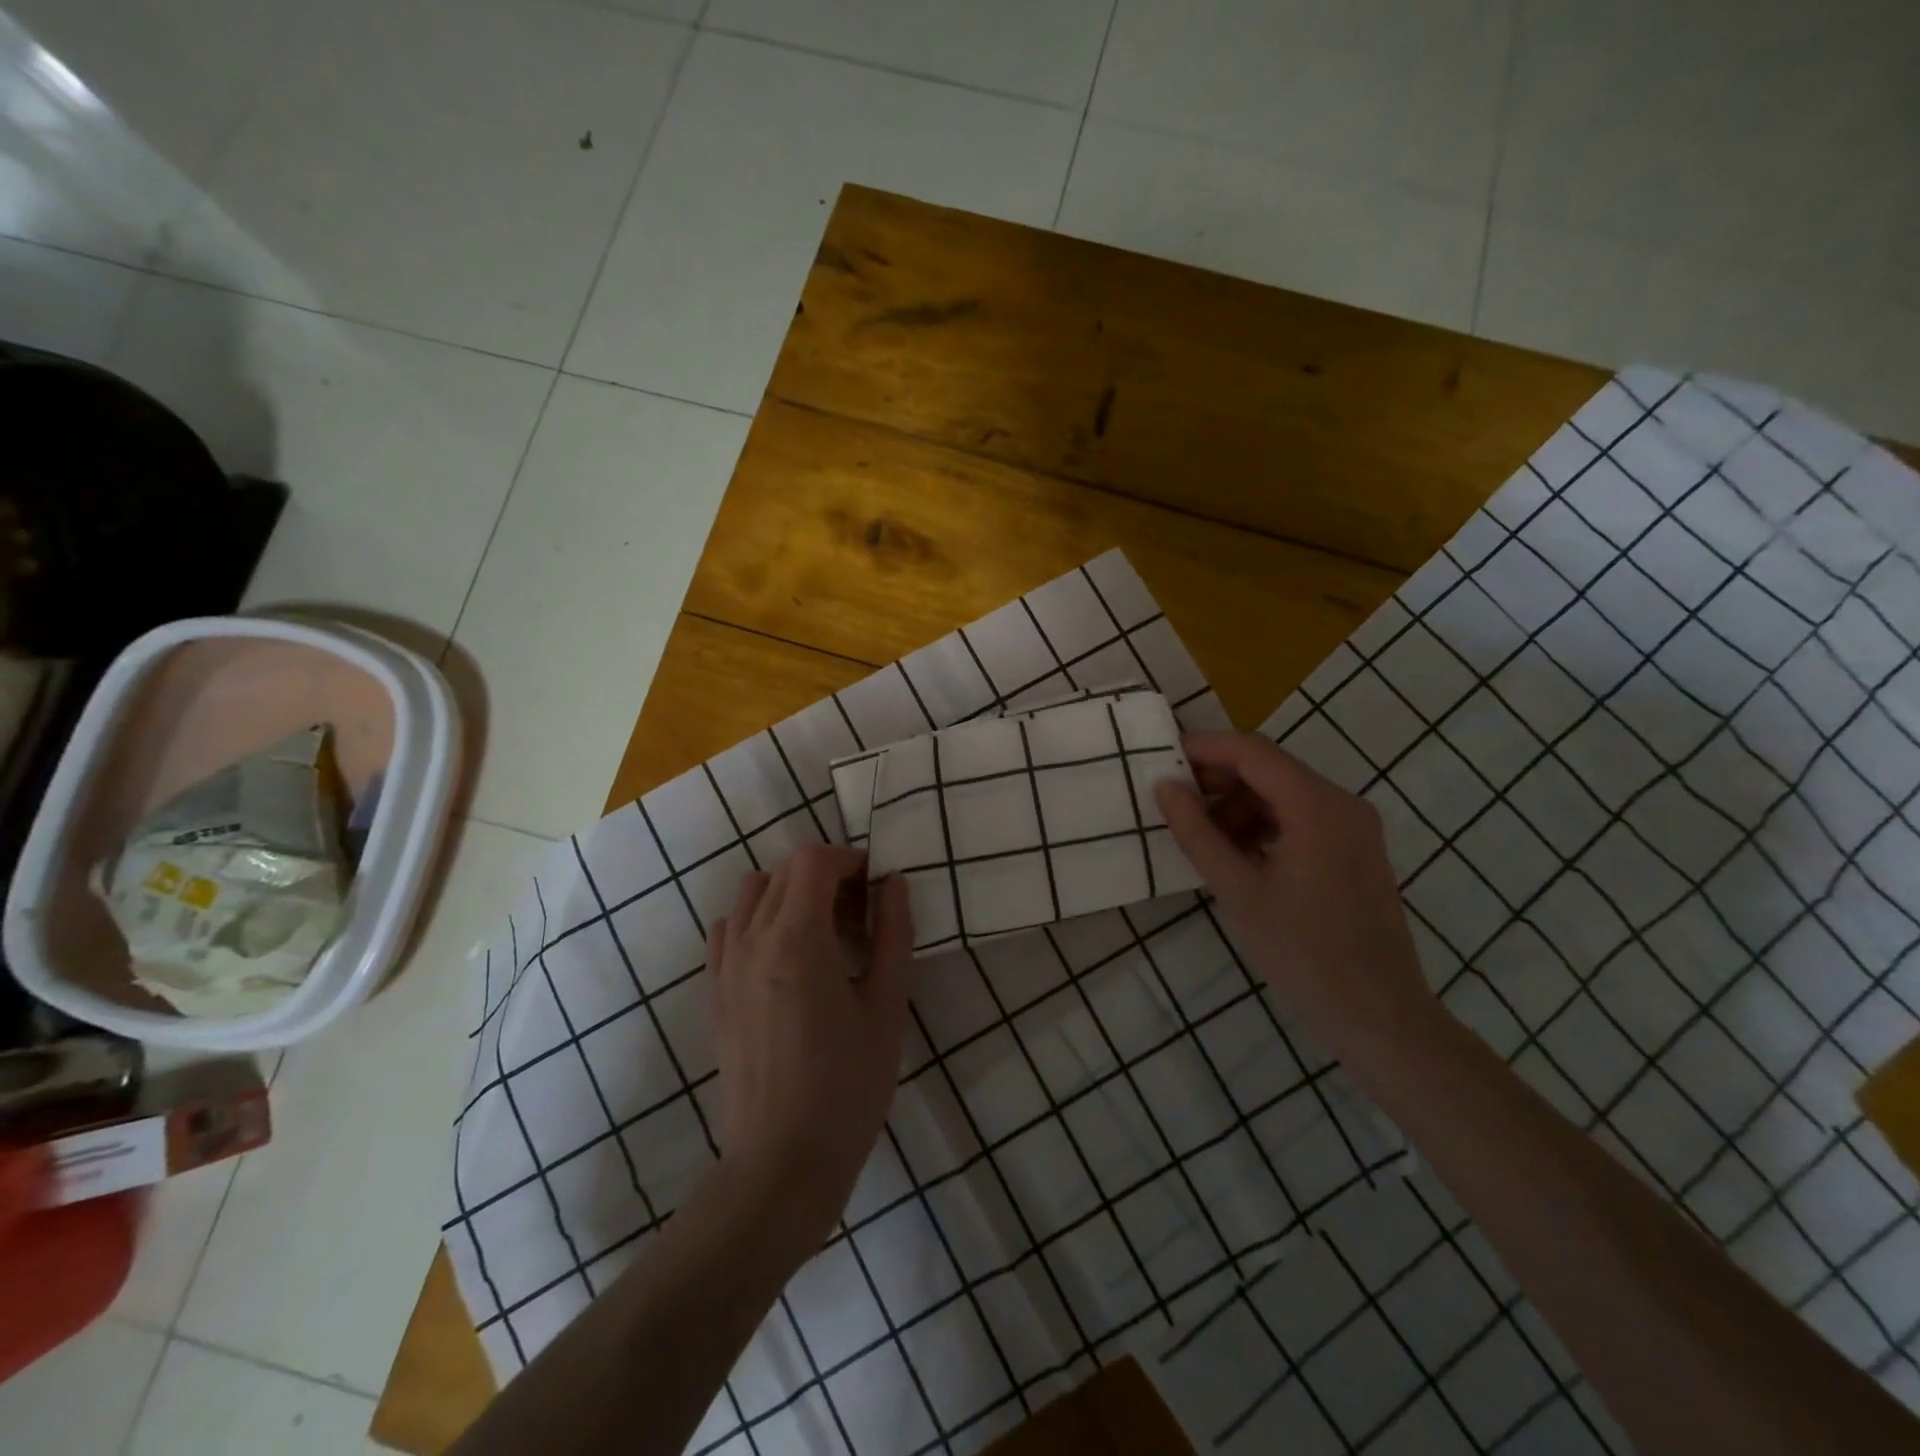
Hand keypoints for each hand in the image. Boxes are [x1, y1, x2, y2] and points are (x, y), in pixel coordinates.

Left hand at [705, 844, 912, 1253]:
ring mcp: (726, 964)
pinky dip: (760, 920)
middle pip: (785, 871)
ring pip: (754, 893)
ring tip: (825, 934)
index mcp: (797, 937)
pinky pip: (731, 928)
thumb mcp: (887, 1006)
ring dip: (792, 894)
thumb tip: (894, 882)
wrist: (781, 1164)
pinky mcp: (715, 991)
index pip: (813, 860)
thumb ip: (893, 933)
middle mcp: (752, 938)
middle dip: (828, 876)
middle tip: (863, 916)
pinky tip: (787, 957)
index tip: (878, 887)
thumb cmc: (848, 1086)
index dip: (850, 860)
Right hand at [1154, 732, 1434, 1047]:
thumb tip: (1165, 787)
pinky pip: (1300, 819)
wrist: (1378, 1014)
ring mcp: (1353, 827)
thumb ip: (1196, 832)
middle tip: (1173, 804)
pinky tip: (1235, 856)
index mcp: (1317, 805)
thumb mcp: (1237, 889)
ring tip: (1201, 839)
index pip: (1251, 751)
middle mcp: (1341, 803)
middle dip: (1217, 780)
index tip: (1160, 761)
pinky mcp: (1354, 850)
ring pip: (1282, 794)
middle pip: (1269, 769)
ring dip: (1237, 806)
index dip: (1203, 749)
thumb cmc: (1302, 951)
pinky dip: (1262, 825)